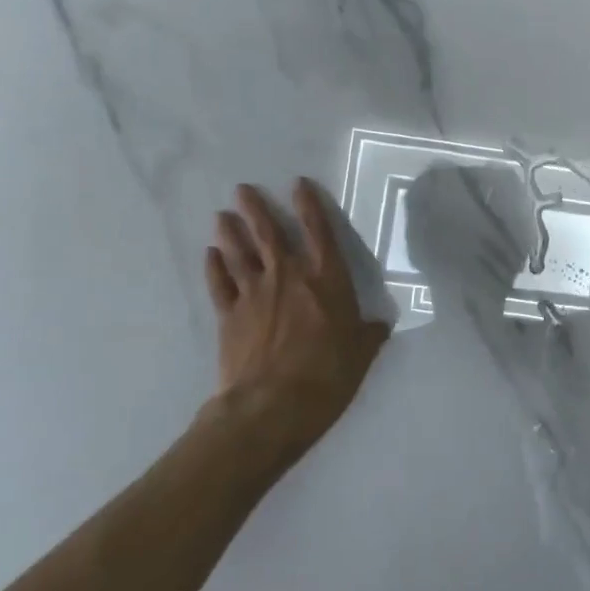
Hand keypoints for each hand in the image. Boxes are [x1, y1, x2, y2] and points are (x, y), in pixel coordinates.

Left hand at [206, 179, 390, 457]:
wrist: (272, 406)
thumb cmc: (327, 375)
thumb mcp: (362, 354)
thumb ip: (369, 334)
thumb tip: (380, 325)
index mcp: (326, 280)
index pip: (318, 232)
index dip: (309, 205)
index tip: (298, 184)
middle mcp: (288, 276)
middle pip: (269, 233)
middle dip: (256, 209)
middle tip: (243, 190)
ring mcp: (254, 293)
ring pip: (239, 253)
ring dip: (231, 232)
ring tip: (223, 215)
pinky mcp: (229, 315)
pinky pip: (219, 284)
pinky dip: (213, 267)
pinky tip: (210, 255)